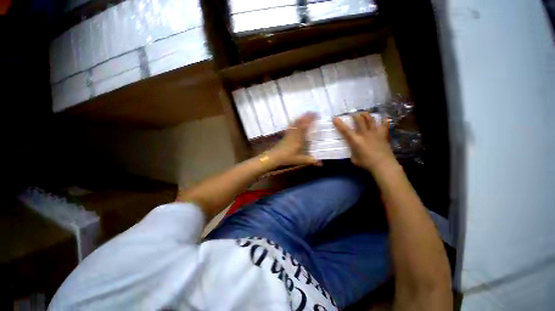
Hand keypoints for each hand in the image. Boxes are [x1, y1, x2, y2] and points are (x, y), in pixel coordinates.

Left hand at [266, 113, 321, 166]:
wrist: (274, 157)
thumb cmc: (287, 158)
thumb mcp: (300, 160)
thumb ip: (311, 161)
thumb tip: (322, 164)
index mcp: (299, 138)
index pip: (305, 126)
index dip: (311, 119)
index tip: (316, 114)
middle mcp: (294, 134)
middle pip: (301, 122)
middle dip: (307, 116)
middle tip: (313, 112)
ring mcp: (289, 133)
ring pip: (295, 123)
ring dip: (301, 117)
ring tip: (306, 113)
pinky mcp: (285, 135)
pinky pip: (290, 126)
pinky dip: (294, 122)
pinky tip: (295, 120)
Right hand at [333, 112, 396, 172]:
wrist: (383, 165)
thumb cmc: (366, 164)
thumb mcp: (354, 159)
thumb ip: (352, 152)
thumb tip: (353, 149)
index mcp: (356, 140)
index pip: (345, 130)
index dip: (339, 123)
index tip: (334, 118)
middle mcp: (365, 134)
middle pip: (359, 119)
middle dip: (354, 115)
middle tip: (352, 114)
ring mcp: (375, 133)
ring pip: (370, 119)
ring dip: (366, 115)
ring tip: (363, 114)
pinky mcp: (383, 135)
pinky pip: (385, 125)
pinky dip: (384, 121)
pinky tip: (383, 119)